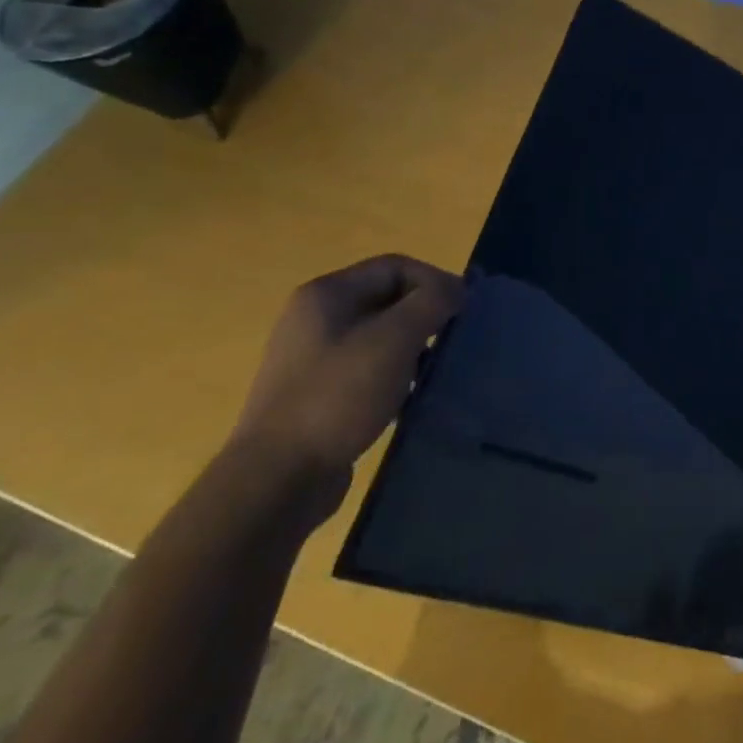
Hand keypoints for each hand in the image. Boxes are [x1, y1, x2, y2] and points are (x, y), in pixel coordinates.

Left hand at [231, 254, 463, 519]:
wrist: (278, 477)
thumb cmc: (338, 395)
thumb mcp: (395, 338)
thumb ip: (432, 302)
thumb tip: (457, 289)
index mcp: (327, 294)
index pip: (396, 266)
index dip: (435, 280)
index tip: (464, 310)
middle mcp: (316, 318)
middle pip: (389, 298)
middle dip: (427, 314)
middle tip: (454, 339)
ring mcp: (314, 357)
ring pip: (382, 335)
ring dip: (415, 346)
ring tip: (434, 370)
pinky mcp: (319, 393)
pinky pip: (369, 368)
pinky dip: (396, 375)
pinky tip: (410, 396)